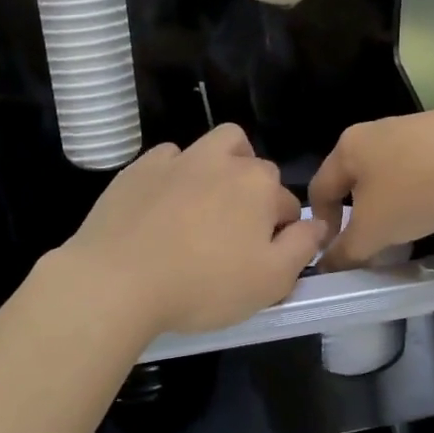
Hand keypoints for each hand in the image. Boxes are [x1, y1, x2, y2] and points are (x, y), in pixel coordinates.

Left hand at [61, 124, 324, 335]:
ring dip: (219, 168)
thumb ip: (302, 247)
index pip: (287, 202)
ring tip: (205, 207)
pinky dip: (175, 174)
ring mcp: (177, 159)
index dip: (282, 231)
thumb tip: (316, 223)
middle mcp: (221, 160)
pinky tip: (164, 205)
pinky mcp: (139, 168)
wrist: (117, 280)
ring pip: (212, 147)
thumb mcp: (271, 281)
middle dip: (254, 190)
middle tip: (237, 231)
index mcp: (258, 184)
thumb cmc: (203, 285)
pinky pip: (168, 158)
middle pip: (253, 163)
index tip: (264, 258)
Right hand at [310, 106, 433, 270]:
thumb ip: (346, 251)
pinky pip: (420, 166)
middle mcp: (374, 130)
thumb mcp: (374, 231)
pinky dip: (419, 189)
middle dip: (358, 214)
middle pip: (353, 179)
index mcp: (347, 148)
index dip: (321, 225)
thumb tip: (327, 267)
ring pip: (388, 172)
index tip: (337, 252)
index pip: (318, 189)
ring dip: (389, 202)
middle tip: (371, 243)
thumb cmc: (417, 190)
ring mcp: (412, 127)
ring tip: (407, 228)